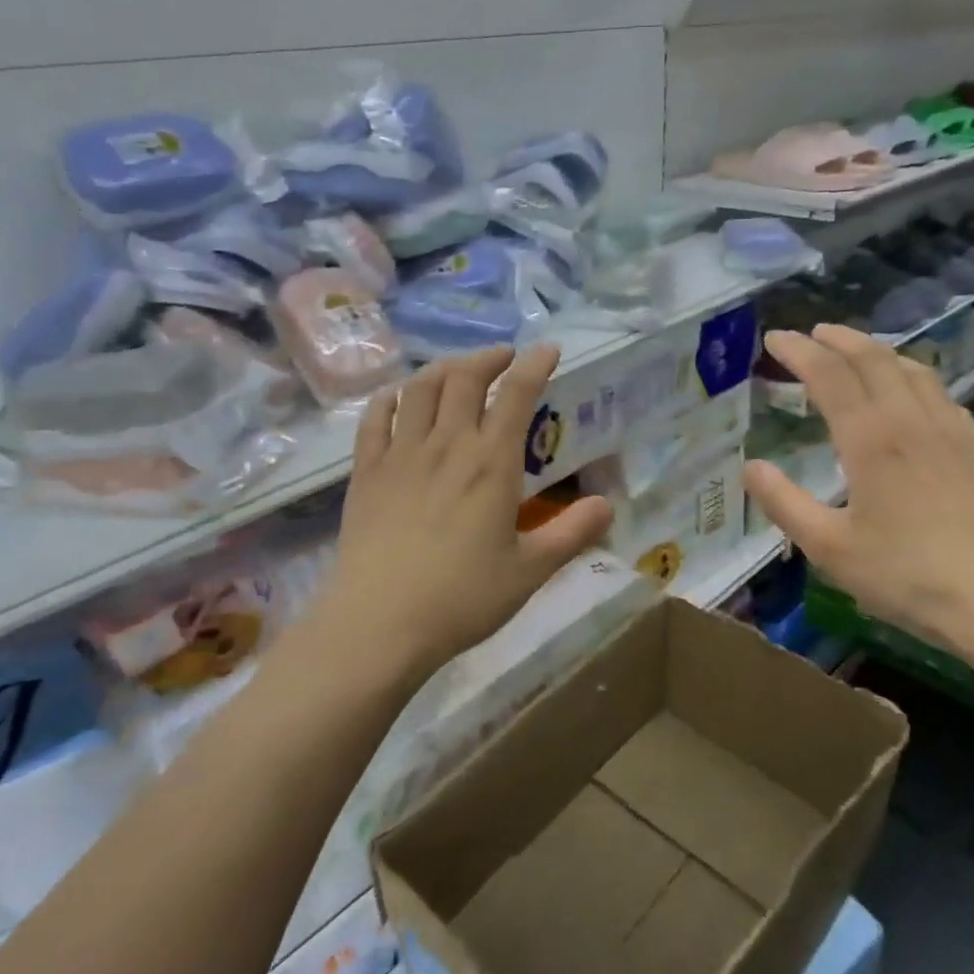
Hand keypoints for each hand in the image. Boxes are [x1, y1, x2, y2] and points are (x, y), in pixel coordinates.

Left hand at [312, 345, 612, 683]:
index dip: (534, 364)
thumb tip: (607, 505)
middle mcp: (446, 444)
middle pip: (464, 377)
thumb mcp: (530, 571)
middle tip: (504, 359)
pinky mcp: (366, 471)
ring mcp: (400, 454)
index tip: (548, 349)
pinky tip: (400, 398)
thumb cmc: (462, 599)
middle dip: (488, 358)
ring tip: (458, 371)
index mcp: (491, 463)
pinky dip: (392, 397)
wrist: (380, 623)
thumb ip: (572, 534)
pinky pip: (376, 417)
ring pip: (420, 388)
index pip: (516, 394)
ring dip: (444, 368)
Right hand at [742, 325, 973, 656]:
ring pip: (912, 370)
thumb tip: (751, 467)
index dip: (799, 352)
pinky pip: (941, 393)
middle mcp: (912, 421)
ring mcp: (952, 431)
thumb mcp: (828, 547)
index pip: (830, 377)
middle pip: (873, 360)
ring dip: (878, 351)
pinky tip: (912, 392)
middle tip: (812, 333)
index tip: (776, 339)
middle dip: (838, 339)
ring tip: (856, 350)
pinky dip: (913, 376)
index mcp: (871, 440)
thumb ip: (784, 503)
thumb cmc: (905, 575)